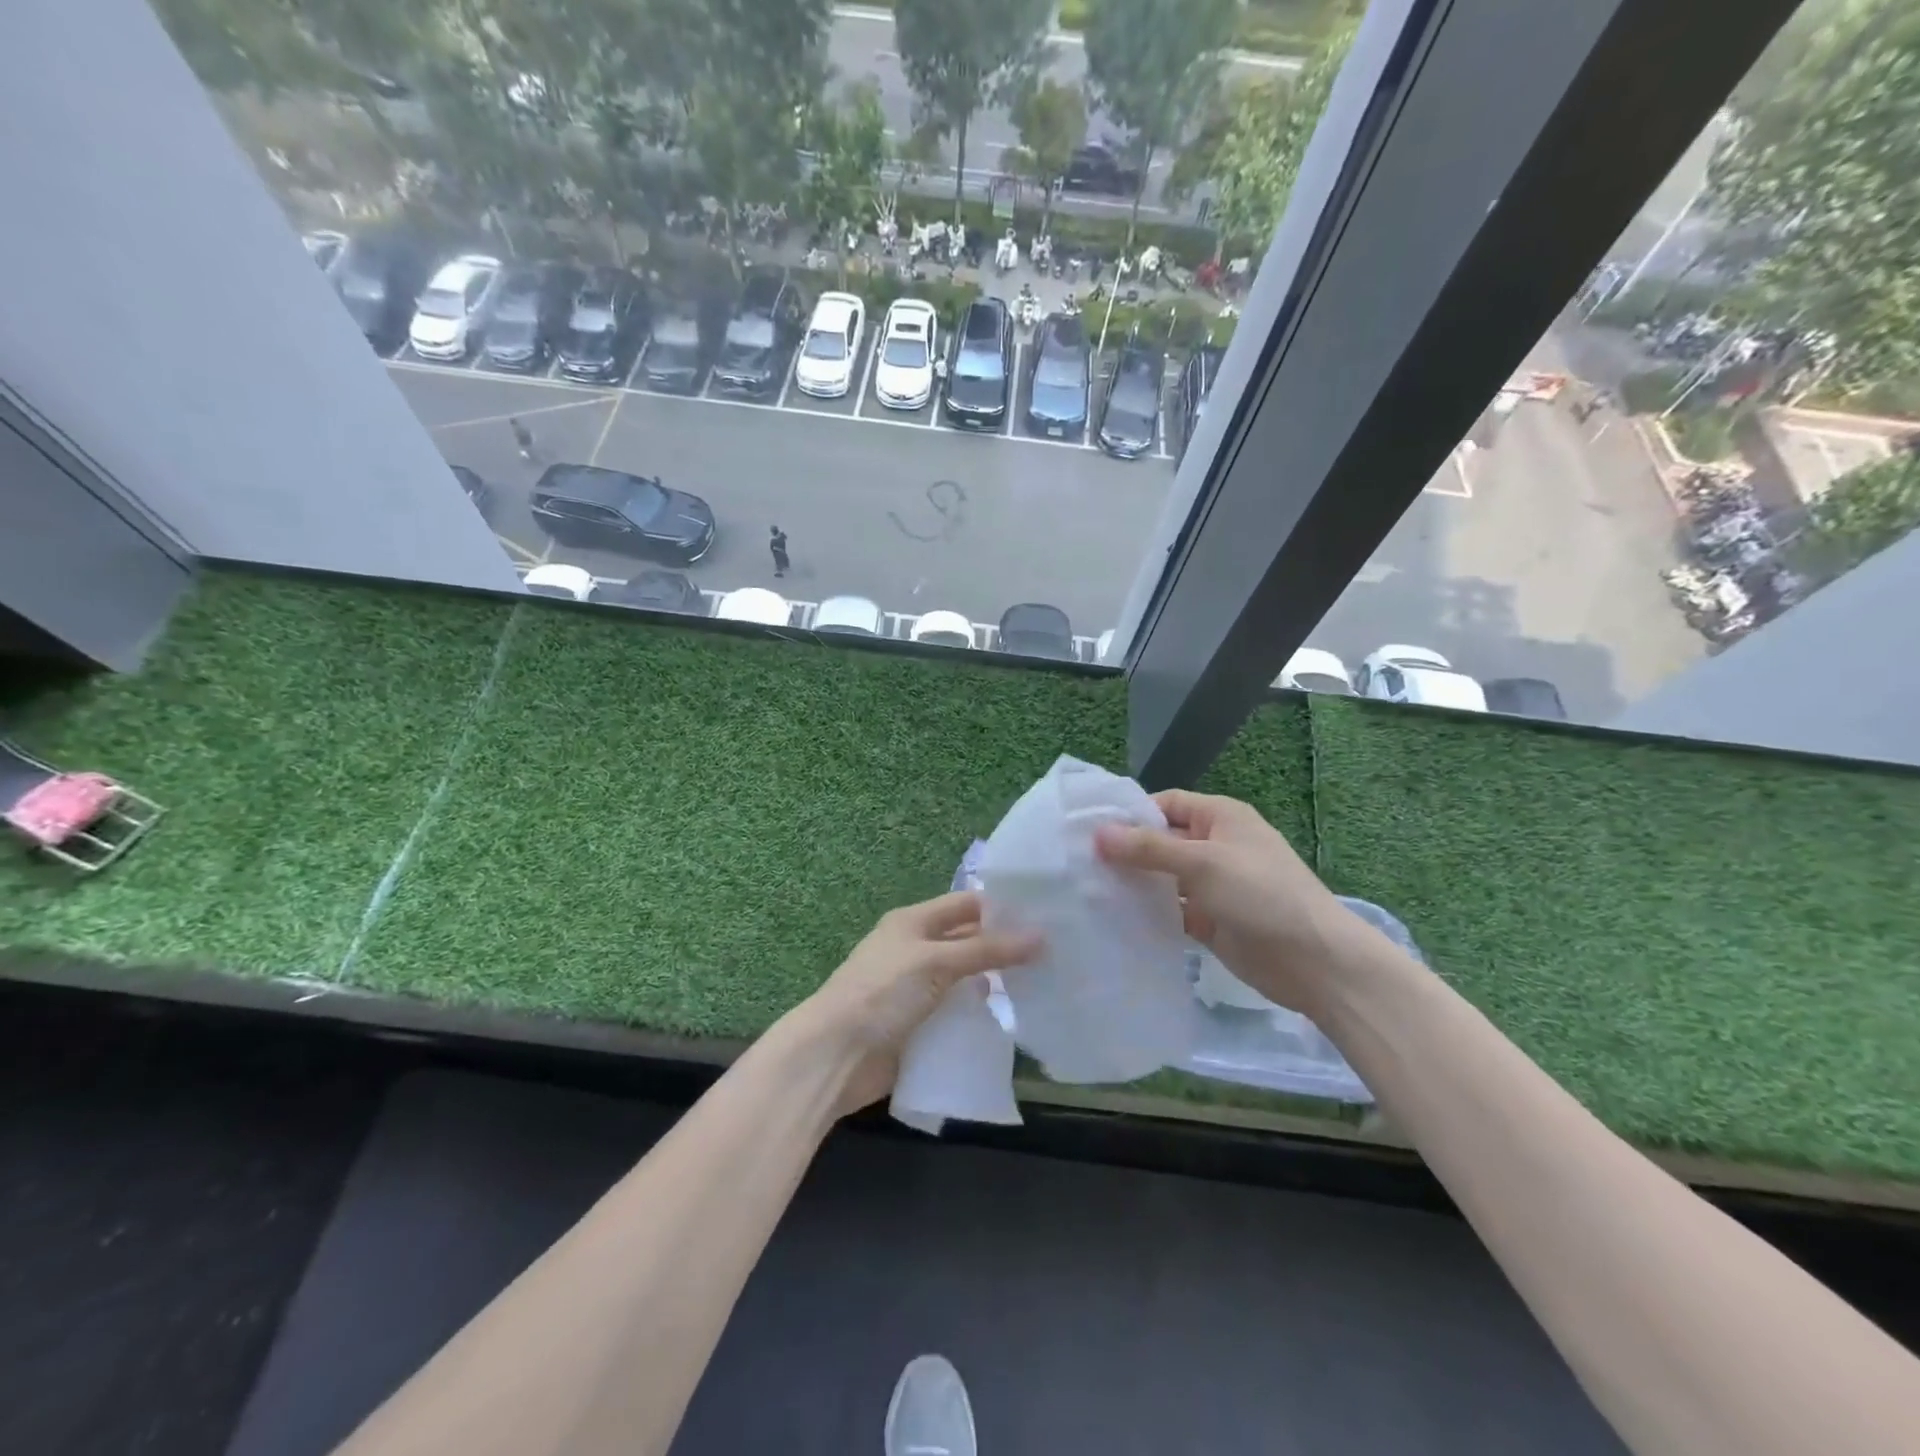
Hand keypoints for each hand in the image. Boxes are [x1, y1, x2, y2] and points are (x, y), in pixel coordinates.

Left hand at [792, 891, 1040, 1115]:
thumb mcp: (936, 962)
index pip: (965, 905)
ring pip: (964, 981)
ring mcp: (916, 991)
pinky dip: (979, 1016)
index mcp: (912, 923)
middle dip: (1003, 948)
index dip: (1001, 908)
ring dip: (994, 984)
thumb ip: (987, 950)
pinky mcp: (918, 1026)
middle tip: (1055, 955)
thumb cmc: (882, 993)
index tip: (1046, 915)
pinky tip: (1010, 1021)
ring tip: (1043, 987)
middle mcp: (915, 951)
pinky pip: (956, 1015)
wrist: (835, 1056)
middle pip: (967, 942)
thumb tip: (1041, 936)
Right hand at [1094, 790, 1347, 1014]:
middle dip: (1125, 850)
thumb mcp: (1203, 863)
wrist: (1315, 963)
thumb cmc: (1262, 895)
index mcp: (1220, 818)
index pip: (1166, 803)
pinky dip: (1147, 912)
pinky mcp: (1209, 920)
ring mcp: (1212, 885)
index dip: (1130, 814)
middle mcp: (1214, 846)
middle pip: (1161, 840)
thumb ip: (1149, 848)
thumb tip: (1098, 833)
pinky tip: (1114, 918)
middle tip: (1078, 863)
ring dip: (1134, 883)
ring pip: (1162, 877)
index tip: (1089, 829)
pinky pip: (1170, 909)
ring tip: (1087, 890)